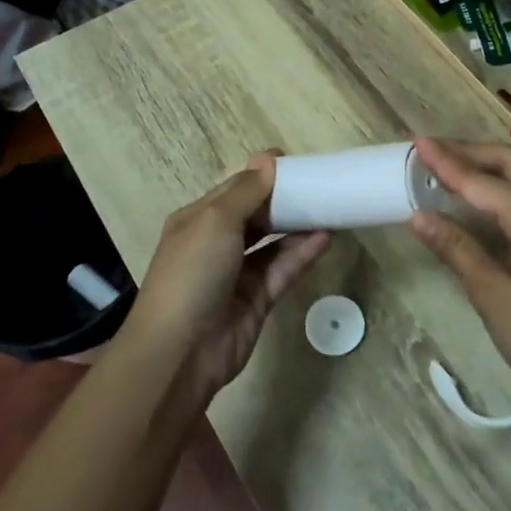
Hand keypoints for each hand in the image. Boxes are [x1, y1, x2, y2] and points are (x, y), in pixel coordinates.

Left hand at [121, 155, 329, 404]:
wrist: (180, 352)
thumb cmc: (192, 273)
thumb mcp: (215, 221)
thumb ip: (246, 191)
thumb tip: (267, 158)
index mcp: (197, 219)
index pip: (234, 189)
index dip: (262, 174)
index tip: (296, 162)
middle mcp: (216, 243)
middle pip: (256, 215)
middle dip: (284, 200)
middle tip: (320, 185)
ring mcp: (237, 274)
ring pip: (273, 243)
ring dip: (298, 227)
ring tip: (330, 209)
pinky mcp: (257, 300)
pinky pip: (283, 270)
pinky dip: (302, 254)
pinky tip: (325, 238)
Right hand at [409, 137, 510, 423]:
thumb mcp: (492, 296)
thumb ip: (456, 248)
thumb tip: (418, 216)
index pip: (483, 181)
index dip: (448, 162)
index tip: (417, 143)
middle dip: (472, 152)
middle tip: (434, 151)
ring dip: (492, 165)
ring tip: (454, 166)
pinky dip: (509, 185)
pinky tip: (488, 198)